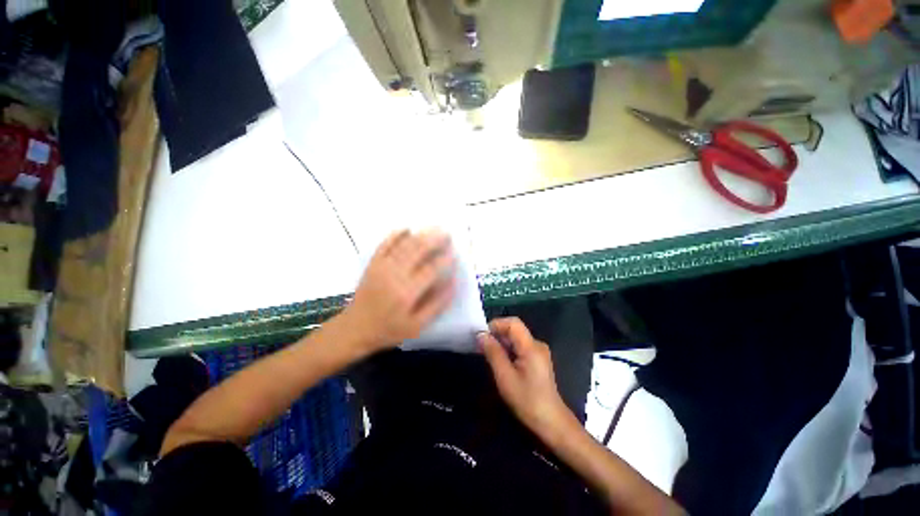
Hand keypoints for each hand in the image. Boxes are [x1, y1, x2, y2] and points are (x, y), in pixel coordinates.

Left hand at [343, 229, 456, 354]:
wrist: (356, 328)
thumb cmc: (389, 329)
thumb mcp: (417, 325)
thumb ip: (437, 304)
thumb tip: (453, 283)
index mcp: (407, 293)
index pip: (431, 270)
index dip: (445, 260)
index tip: (454, 254)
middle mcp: (394, 275)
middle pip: (418, 251)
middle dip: (435, 240)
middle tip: (447, 234)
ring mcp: (382, 267)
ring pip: (404, 245)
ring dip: (421, 235)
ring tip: (434, 229)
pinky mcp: (373, 263)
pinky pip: (385, 244)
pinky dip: (396, 234)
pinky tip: (407, 228)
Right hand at [480, 318, 577, 441]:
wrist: (551, 422)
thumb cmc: (527, 400)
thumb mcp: (505, 376)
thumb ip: (493, 352)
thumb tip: (481, 335)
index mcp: (531, 346)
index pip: (513, 323)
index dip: (496, 324)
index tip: (482, 335)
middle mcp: (537, 344)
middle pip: (514, 330)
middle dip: (497, 334)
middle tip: (481, 347)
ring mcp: (539, 352)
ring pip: (516, 339)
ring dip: (501, 343)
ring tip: (488, 354)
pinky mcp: (538, 360)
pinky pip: (520, 347)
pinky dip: (508, 350)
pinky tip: (500, 361)